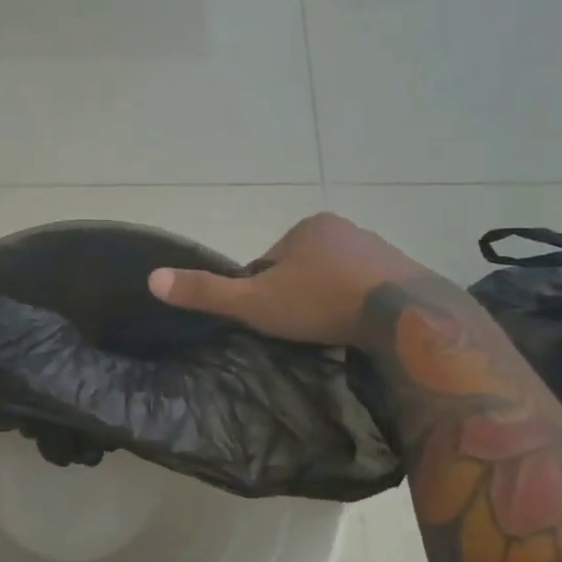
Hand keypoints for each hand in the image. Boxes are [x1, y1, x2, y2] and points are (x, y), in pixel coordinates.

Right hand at [147, 213, 431, 345]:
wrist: (405, 317)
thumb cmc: (320, 303)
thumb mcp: (254, 302)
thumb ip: (206, 292)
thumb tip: (152, 278)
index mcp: (307, 228)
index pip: (269, 261)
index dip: (262, 290)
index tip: (269, 318)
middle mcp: (345, 229)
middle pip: (304, 268)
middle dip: (298, 294)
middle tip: (299, 329)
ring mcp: (381, 250)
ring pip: (338, 278)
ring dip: (329, 300)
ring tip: (329, 334)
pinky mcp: (409, 274)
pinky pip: (371, 289)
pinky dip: (360, 306)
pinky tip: (359, 330)